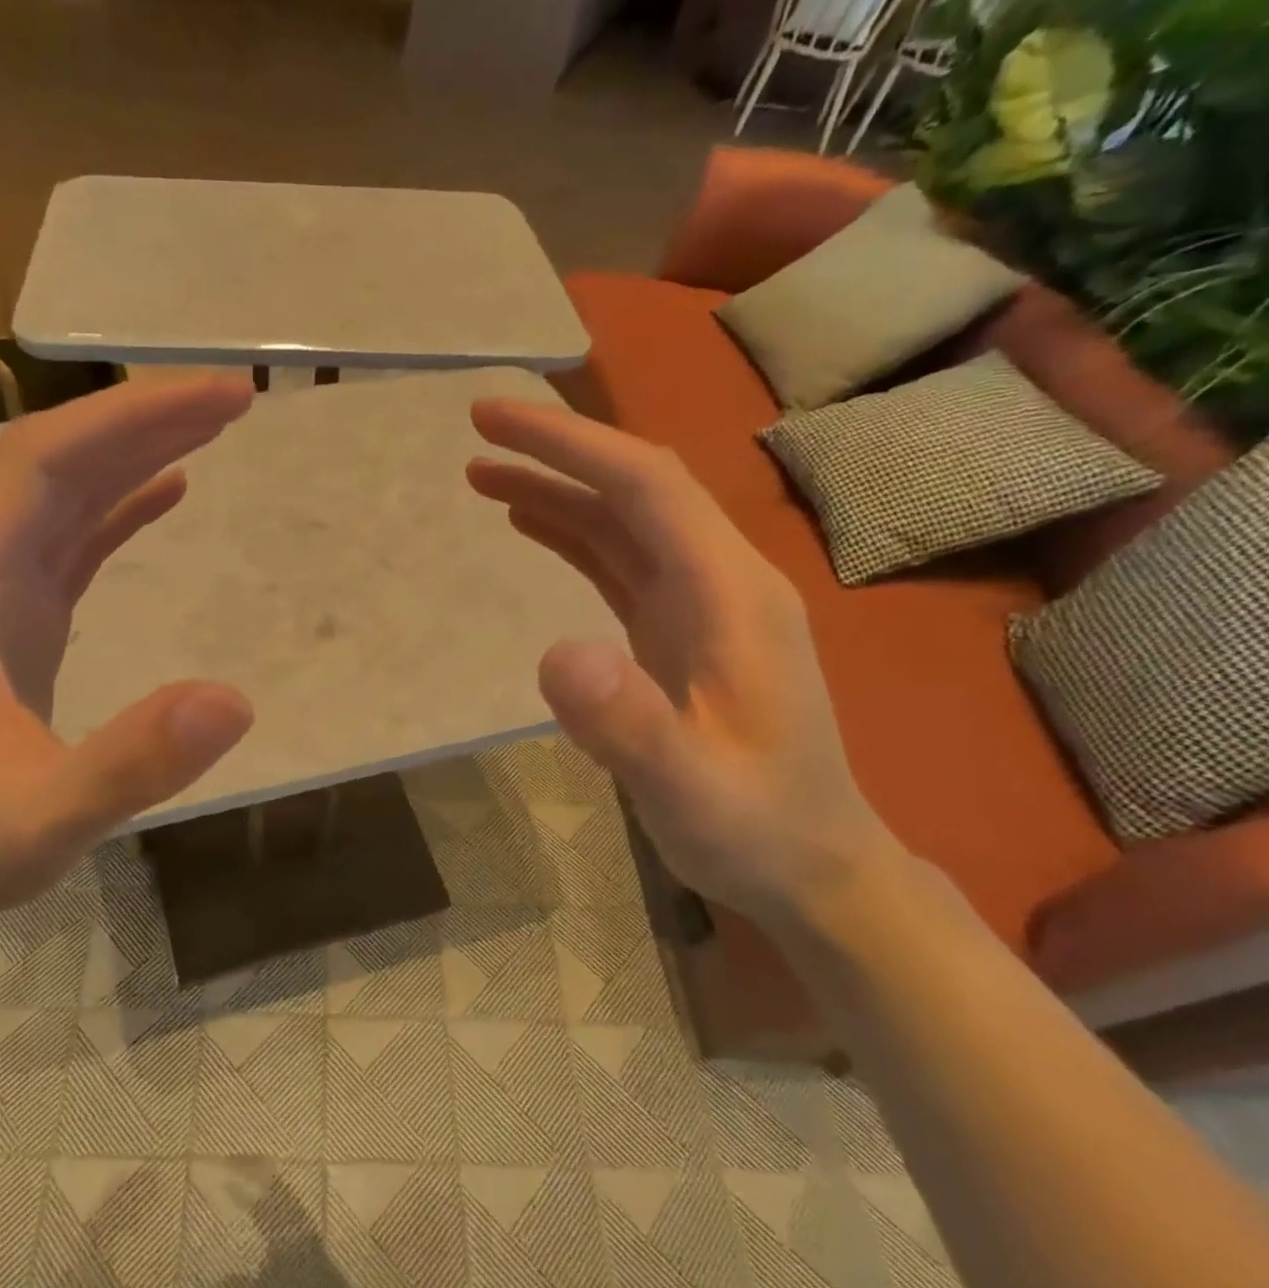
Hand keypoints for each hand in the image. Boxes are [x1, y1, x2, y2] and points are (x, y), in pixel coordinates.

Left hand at [0, 377, 257, 934]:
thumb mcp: (52, 816)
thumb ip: (134, 760)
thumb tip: (236, 700)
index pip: (42, 464)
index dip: (129, 418)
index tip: (216, 398)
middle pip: (56, 461)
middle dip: (143, 418)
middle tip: (234, 398)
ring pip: (64, 493)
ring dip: (135, 452)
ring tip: (213, 426)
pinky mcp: (15, 617)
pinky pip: (71, 538)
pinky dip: (120, 505)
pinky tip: (168, 491)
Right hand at [466, 399, 906, 932]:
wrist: (809, 866)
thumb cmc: (755, 827)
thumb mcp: (689, 788)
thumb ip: (629, 723)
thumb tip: (554, 653)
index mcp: (730, 593)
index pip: (646, 486)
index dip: (570, 443)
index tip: (495, 421)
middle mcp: (719, 579)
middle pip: (634, 488)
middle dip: (557, 449)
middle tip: (478, 428)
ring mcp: (700, 603)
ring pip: (623, 521)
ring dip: (556, 488)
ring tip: (483, 474)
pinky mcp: (678, 629)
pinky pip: (619, 561)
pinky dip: (572, 532)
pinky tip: (531, 524)